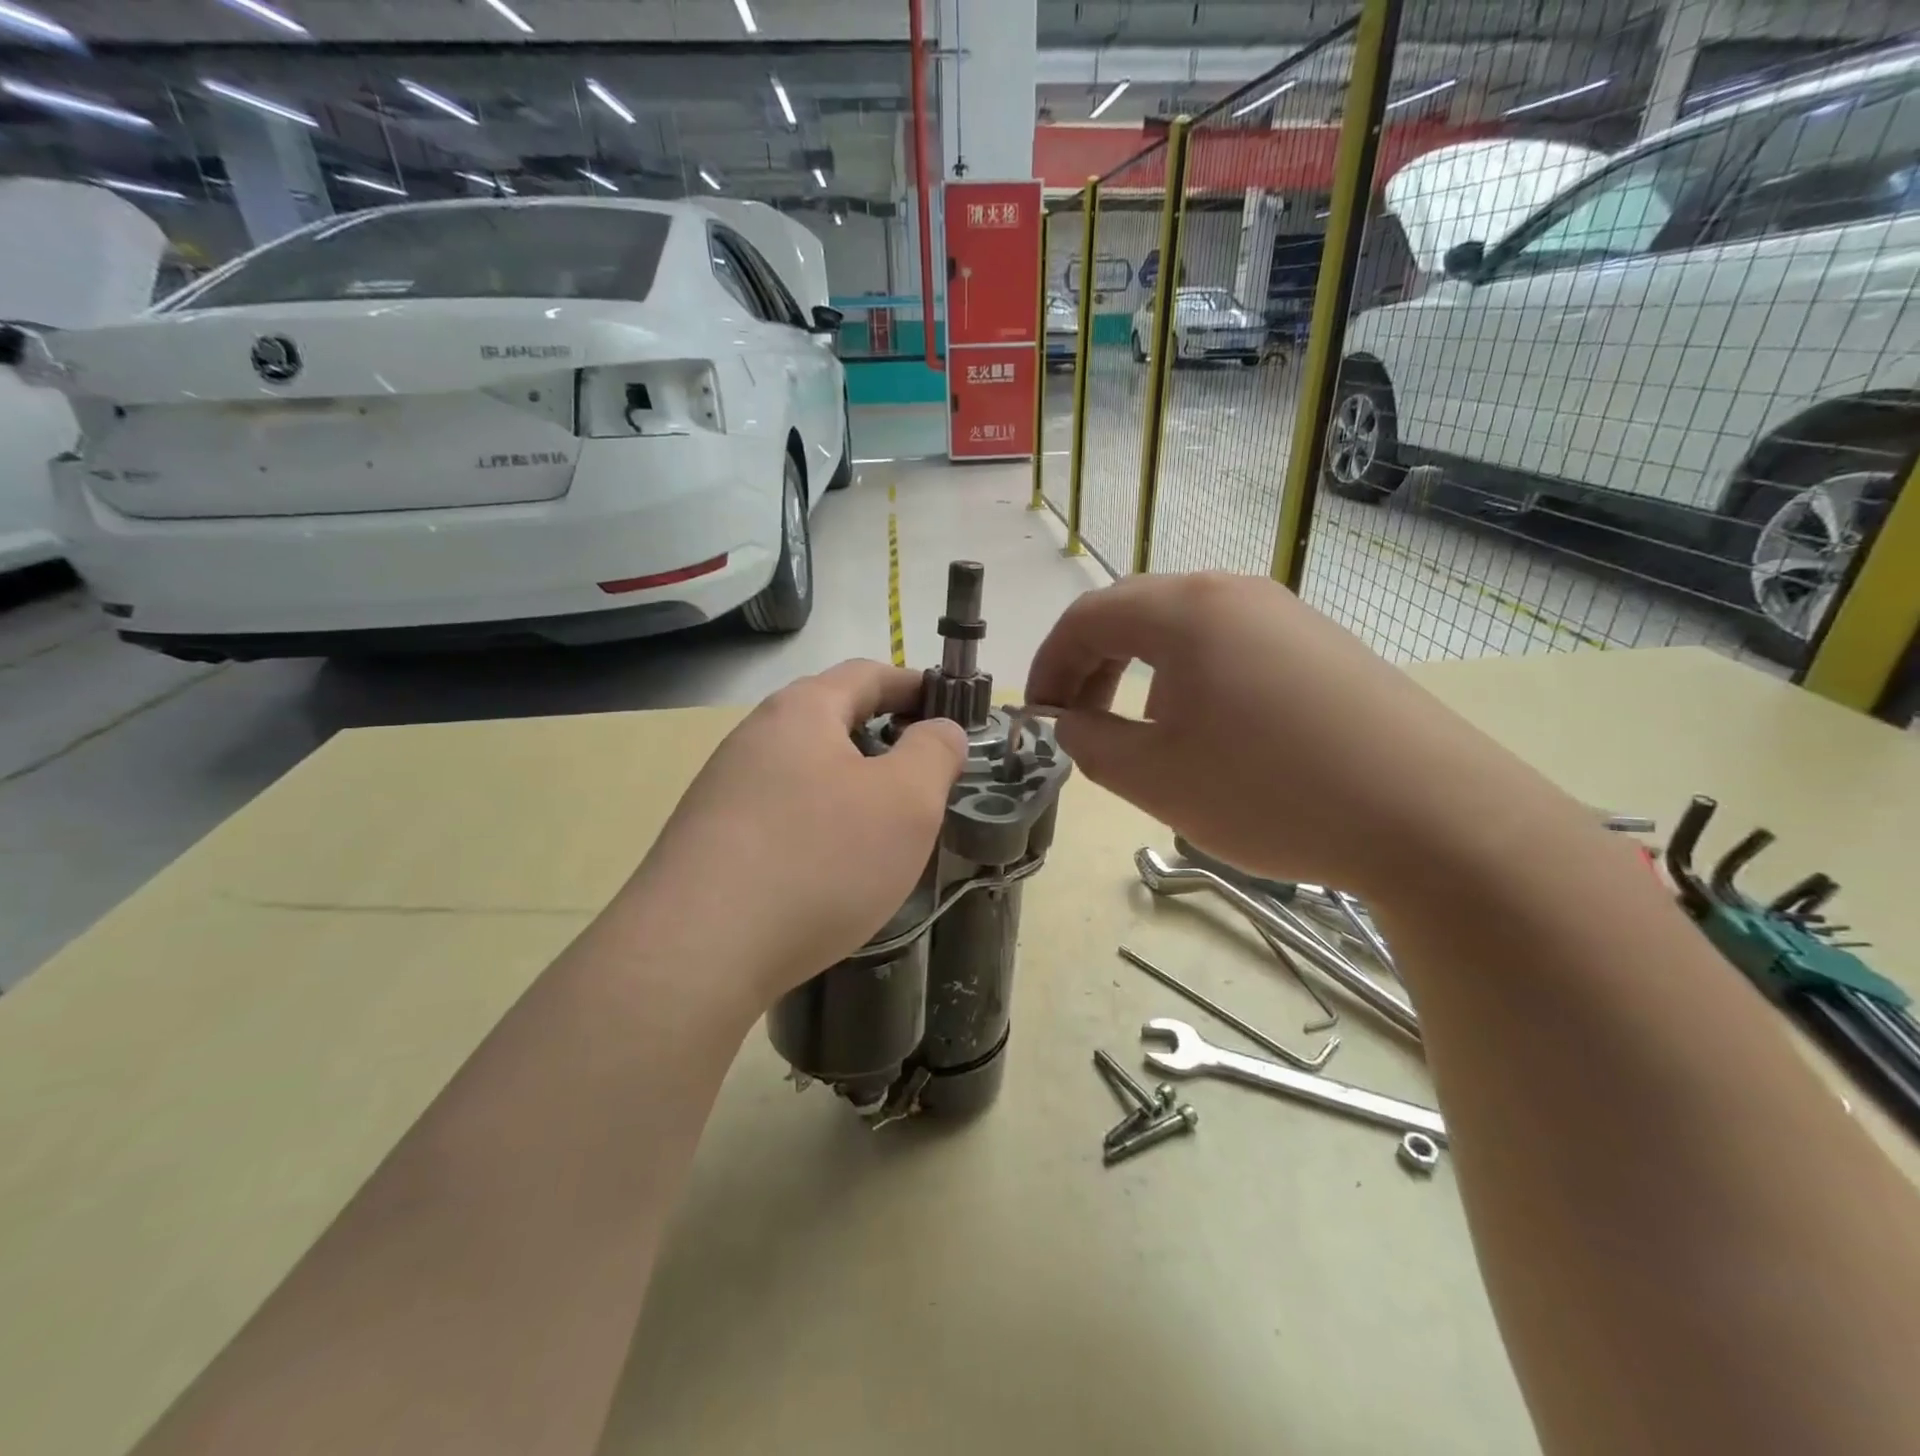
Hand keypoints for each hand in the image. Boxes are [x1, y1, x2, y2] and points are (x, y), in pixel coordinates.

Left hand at [624, 660, 966, 1005]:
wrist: (696, 952)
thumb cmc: (818, 861)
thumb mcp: (905, 802)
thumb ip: (934, 753)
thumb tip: (941, 729)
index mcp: (801, 711)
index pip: (867, 674)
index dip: (914, 686)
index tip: (951, 709)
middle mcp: (755, 737)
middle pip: (831, 719)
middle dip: (883, 738)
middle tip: (924, 777)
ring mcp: (724, 789)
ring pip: (804, 771)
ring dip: (850, 786)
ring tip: (883, 828)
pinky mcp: (709, 839)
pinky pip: (779, 813)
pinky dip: (818, 823)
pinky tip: (830, 868)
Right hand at [1025, 573, 1562, 898]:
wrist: (1434, 819)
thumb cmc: (1272, 792)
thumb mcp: (1156, 778)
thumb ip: (1090, 742)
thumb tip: (1068, 722)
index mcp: (1186, 610)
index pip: (1087, 616)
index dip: (1048, 664)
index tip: (1037, 716)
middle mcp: (1235, 592)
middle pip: (1135, 613)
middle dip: (1091, 666)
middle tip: (1080, 724)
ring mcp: (1286, 614)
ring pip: (1184, 629)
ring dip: (1141, 671)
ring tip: (1142, 731)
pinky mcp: (1322, 645)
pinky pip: (1231, 646)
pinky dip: (1191, 678)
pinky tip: (1209, 731)